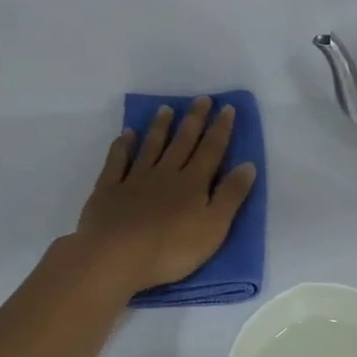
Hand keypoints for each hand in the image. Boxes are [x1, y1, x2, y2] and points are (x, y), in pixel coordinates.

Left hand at [75, 97, 257, 293]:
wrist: (116, 257)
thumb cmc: (172, 249)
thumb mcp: (214, 227)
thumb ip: (230, 195)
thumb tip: (248, 165)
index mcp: (193, 184)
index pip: (211, 151)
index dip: (220, 129)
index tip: (226, 108)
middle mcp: (166, 174)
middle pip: (182, 142)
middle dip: (194, 120)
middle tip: (201, 99)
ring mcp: (135, 180)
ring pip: (151, 147)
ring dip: (160, 127)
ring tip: (166, 109)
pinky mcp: (109, 190)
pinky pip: (117, 162)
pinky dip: (122, 146)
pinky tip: (126, 135)